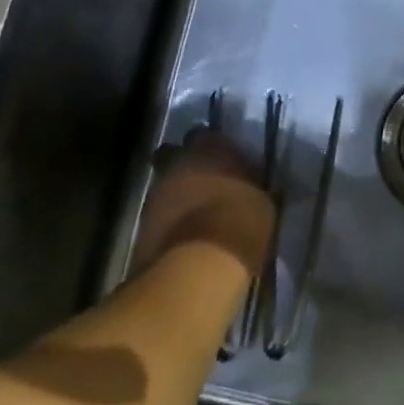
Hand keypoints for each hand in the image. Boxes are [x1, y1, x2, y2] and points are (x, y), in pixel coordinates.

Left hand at [130, 128, 274, 275]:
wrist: (198, 269)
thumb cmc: (239, 225)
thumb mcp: (262, 202)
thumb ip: (250, 187)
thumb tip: (247, 188)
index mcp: (211, 149)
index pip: (207, 135)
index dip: (213, 149)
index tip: (223, 163)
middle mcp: (179, 163)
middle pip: (176, 156)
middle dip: (186, 168)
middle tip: (204, 184)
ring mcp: (156, 194)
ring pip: (165, 186)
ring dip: (177, 196)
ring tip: (195, 215)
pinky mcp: (142, 226)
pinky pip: (158, 216)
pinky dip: (169, 222)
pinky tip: (184, 237)